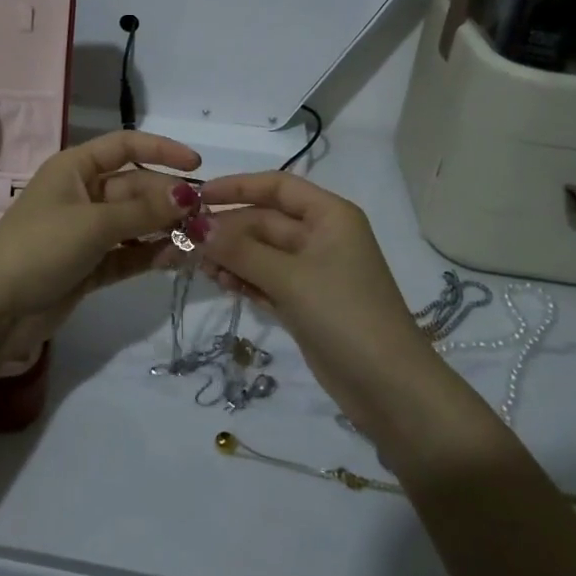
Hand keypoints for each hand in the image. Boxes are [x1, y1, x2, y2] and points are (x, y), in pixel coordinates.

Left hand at [0, 131, 201, 327]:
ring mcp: (86, 232)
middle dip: (168, 199)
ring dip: (164, 229)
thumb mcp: (94, 223)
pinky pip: (128, 253)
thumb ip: (144, 211)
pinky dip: (149, 255)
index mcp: (75, 168)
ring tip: (199, 240)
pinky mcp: (90, 266)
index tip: (197, 166)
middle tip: (205, 216)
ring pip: (135, 223)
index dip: (161, 150)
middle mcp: (83, 194)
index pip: (125, 146)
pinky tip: (176, 260)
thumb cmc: (41, 246)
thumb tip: (189, 195)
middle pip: (135, 187)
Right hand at [197, 173, 483, 449]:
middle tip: (186, 242)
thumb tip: (197, 226)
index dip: (237, 187)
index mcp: (329, 216)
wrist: (390, 389)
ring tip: (200, 268)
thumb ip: (241, 250)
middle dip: (227, 230)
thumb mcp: (289, 278)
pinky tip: (221, 285)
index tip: (198, 197)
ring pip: (261, 252)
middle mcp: (321, 236)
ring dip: (231, 257)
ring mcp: (313, 271)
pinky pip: (266, 279)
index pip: (277, 186)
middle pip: (265, 220)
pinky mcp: (305, 302)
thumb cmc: (344, 315)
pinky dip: (244, 280)